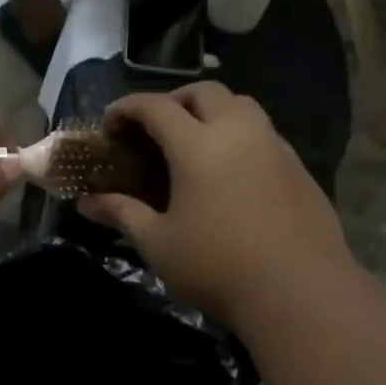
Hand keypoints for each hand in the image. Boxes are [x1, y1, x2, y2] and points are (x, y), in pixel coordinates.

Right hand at [78, 84, 350, 323]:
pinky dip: (239, 135)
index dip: (127, 108)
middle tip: (154, 128)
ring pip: (241, 106)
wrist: (299, 291)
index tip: (110, 123)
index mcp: (198, 144)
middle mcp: (239, 131)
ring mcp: (275, 146)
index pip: (156, 107)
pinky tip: (232, 172)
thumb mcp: (158, 243)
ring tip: (195, 142)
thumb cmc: (216, 266)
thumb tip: (86, 203)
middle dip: (173, 100)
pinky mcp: (299, 168)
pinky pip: (263, 133)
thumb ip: (122, 213)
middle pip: (204, 92)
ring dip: (212, 111)